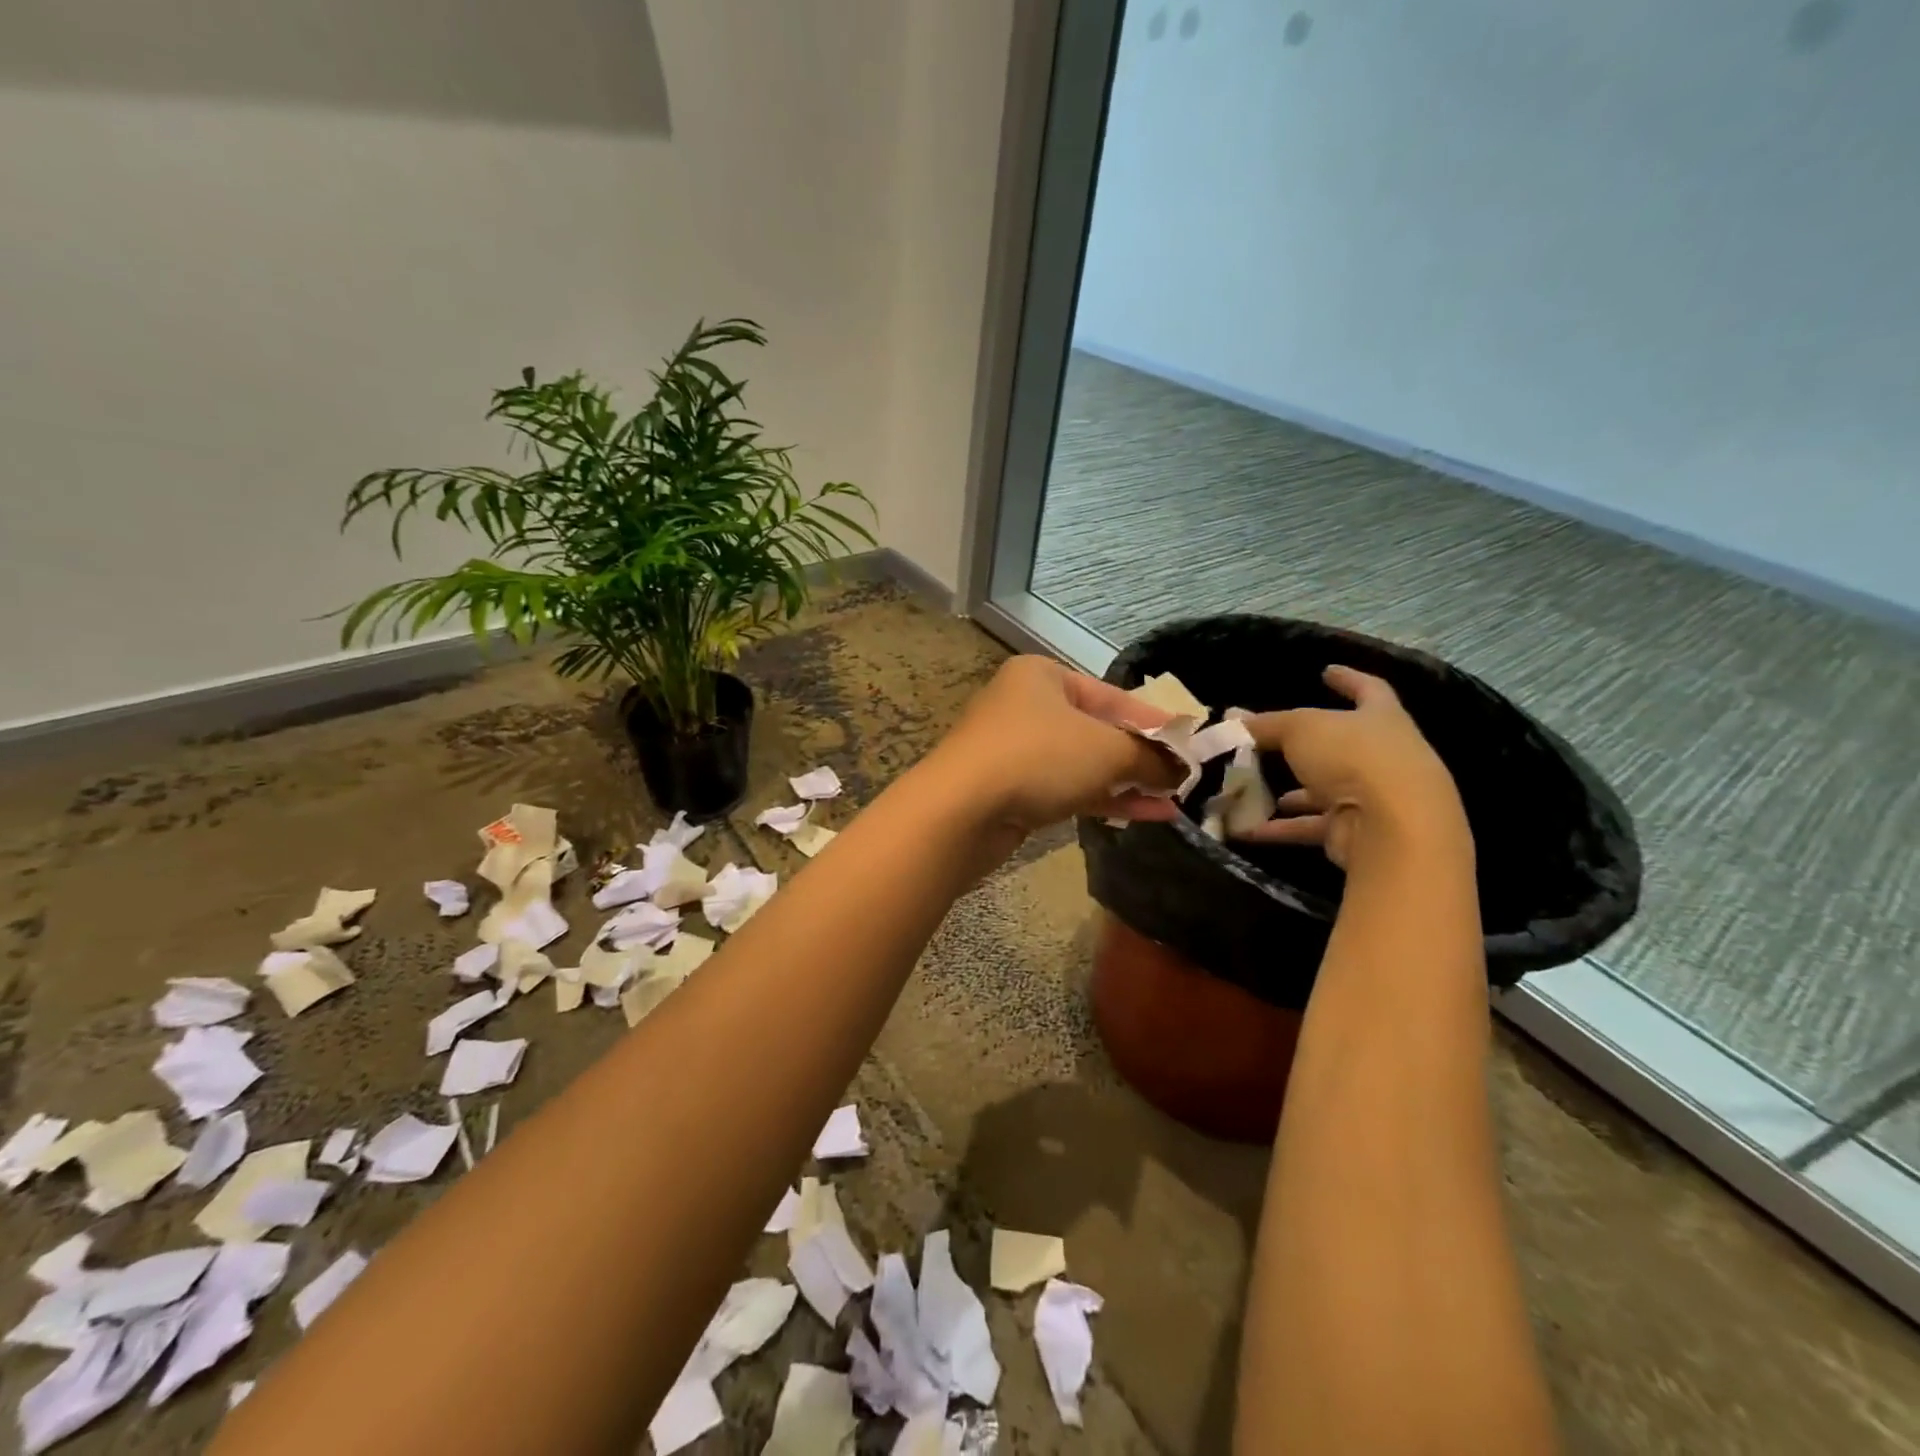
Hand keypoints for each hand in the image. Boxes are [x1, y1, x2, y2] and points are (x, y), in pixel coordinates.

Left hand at [921, 656, 1185, 844]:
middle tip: (1184, 776)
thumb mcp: (1106, 750)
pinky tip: (1146, 814)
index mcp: (1042, 677)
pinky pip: (1067, 789)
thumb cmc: (1038, 757)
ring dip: (1128, 781)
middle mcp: (1026, 706)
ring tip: (1174, 801)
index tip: (1192, 741)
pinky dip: (1104, 799)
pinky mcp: (1012, 790)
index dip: (1155, 720)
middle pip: (1097, 729)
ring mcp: (1016, 750)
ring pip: (1083, 763)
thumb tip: (1183, 769)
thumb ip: (1150, 757)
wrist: (960, 811)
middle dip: (1142, 755)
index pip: (1112, 695)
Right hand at [1232, 666, 1469, 868]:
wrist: (1392, 828)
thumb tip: (1232, 718)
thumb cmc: (1353, 757)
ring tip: (1254, 787)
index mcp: (1381, 718)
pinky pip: (1311, 826)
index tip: (1327, 671)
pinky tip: (1245, 828)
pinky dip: (1280, 828)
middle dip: (1309, 746)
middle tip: (1273, 741)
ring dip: (1294, 792)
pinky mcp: (1356, 833)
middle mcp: (1384, 756)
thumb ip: (1266, 724)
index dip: (1348, 678)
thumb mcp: (1300, 729)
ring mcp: (1372, 798)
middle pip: (1343, 746)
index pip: (1368, 689)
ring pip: (1325, 790)